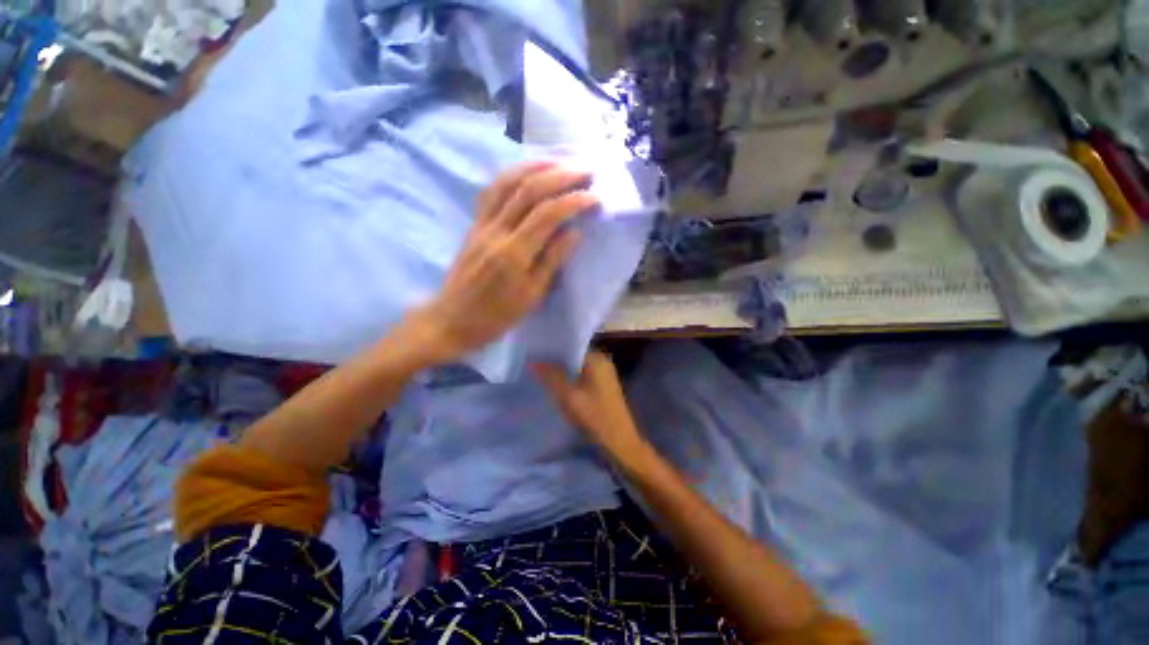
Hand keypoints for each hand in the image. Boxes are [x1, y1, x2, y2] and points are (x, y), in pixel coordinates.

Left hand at [413, 162, 599, 363]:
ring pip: (507, 181)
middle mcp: (497, 230)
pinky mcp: (473, 224)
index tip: (595, 197)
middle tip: (584, 169)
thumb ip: (552, 261)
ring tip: (559, 161)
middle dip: (560, 174)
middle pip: (528, 189)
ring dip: (535, 166)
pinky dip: (511, 175)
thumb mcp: (531, 296)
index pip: (548, 214)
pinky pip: (491, 191)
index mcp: (514, 253)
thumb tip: (575, 233)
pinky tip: (526, 172)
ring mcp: (481, 224)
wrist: (452, 319)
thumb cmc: (497, 316)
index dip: (574, 200)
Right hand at [534, 352, 651, 462]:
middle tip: (534, 363)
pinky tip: (556, 384)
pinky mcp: (602, 385)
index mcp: (597, 359)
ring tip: (541, 372)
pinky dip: (570, 378)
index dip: (552, 349)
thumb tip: (533, 361)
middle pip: (573, 355)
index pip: (570, 345)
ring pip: (577, 366)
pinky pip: (582, 375)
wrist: (619, 442)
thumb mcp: (569, 396)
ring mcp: (604, 373)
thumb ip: (551, 376)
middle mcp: (602, 361)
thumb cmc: (595, 417)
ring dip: (562, 370)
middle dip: (555, 360)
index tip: (534, 352)